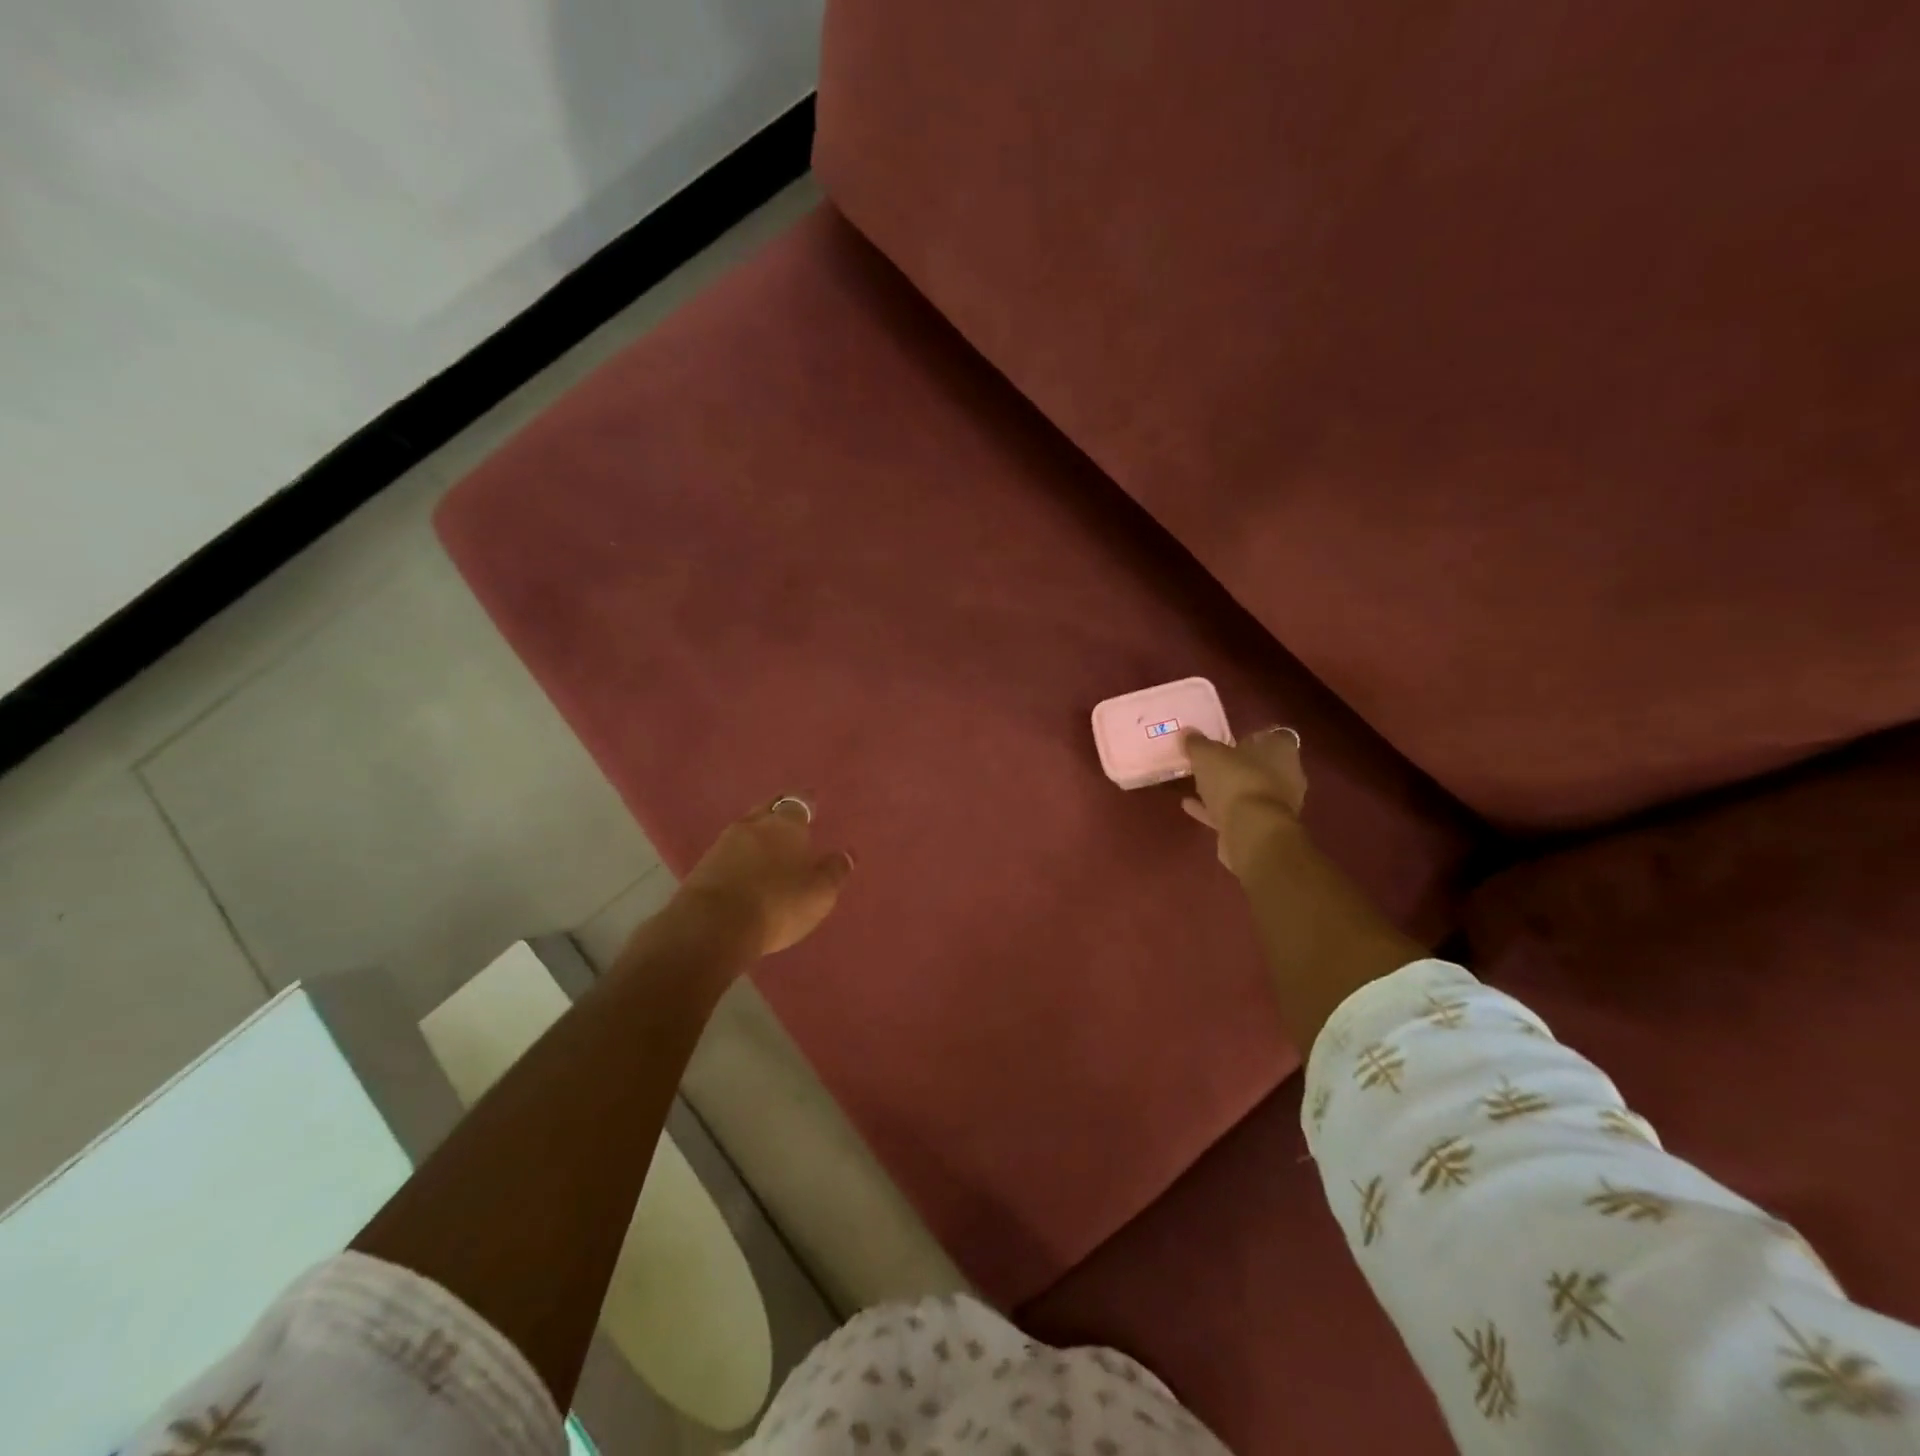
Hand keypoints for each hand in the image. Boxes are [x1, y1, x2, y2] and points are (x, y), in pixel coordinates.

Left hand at [671, 797, 855, 958]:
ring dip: (757, 833)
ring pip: (746, 829)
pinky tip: (745, 867)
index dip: (806, 801)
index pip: (797, 802)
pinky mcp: (702, 867)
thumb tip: (847, 853)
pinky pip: (728, 851)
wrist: (713, 926)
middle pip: (767, 808)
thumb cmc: (778, 903)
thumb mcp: (819, 893)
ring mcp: (723, 844)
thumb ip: (834, 871)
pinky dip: (740, 855)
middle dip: (779, 810)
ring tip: (768, 843)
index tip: (812, 801)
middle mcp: (753, 826)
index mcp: (785, 825)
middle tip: (789, 815)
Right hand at [1181, 727, 1307, 875]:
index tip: (1228, 740)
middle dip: (1236, 765)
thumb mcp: (1207, 755)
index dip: (1250, 737)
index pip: (1271, 736)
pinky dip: (1216, 809)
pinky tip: (1191, 806)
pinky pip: (1236, 813)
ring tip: (1196, 785)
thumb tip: (1188, 732)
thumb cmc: (1236, 781)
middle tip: (1209, 762)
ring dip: (1225, 789)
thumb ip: (1197, 743)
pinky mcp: (1262, 827)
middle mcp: (1287, 775)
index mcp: (1281, 750)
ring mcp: (1276, 804)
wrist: (1252, 832)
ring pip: (1247, 791)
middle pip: (1259, 765)